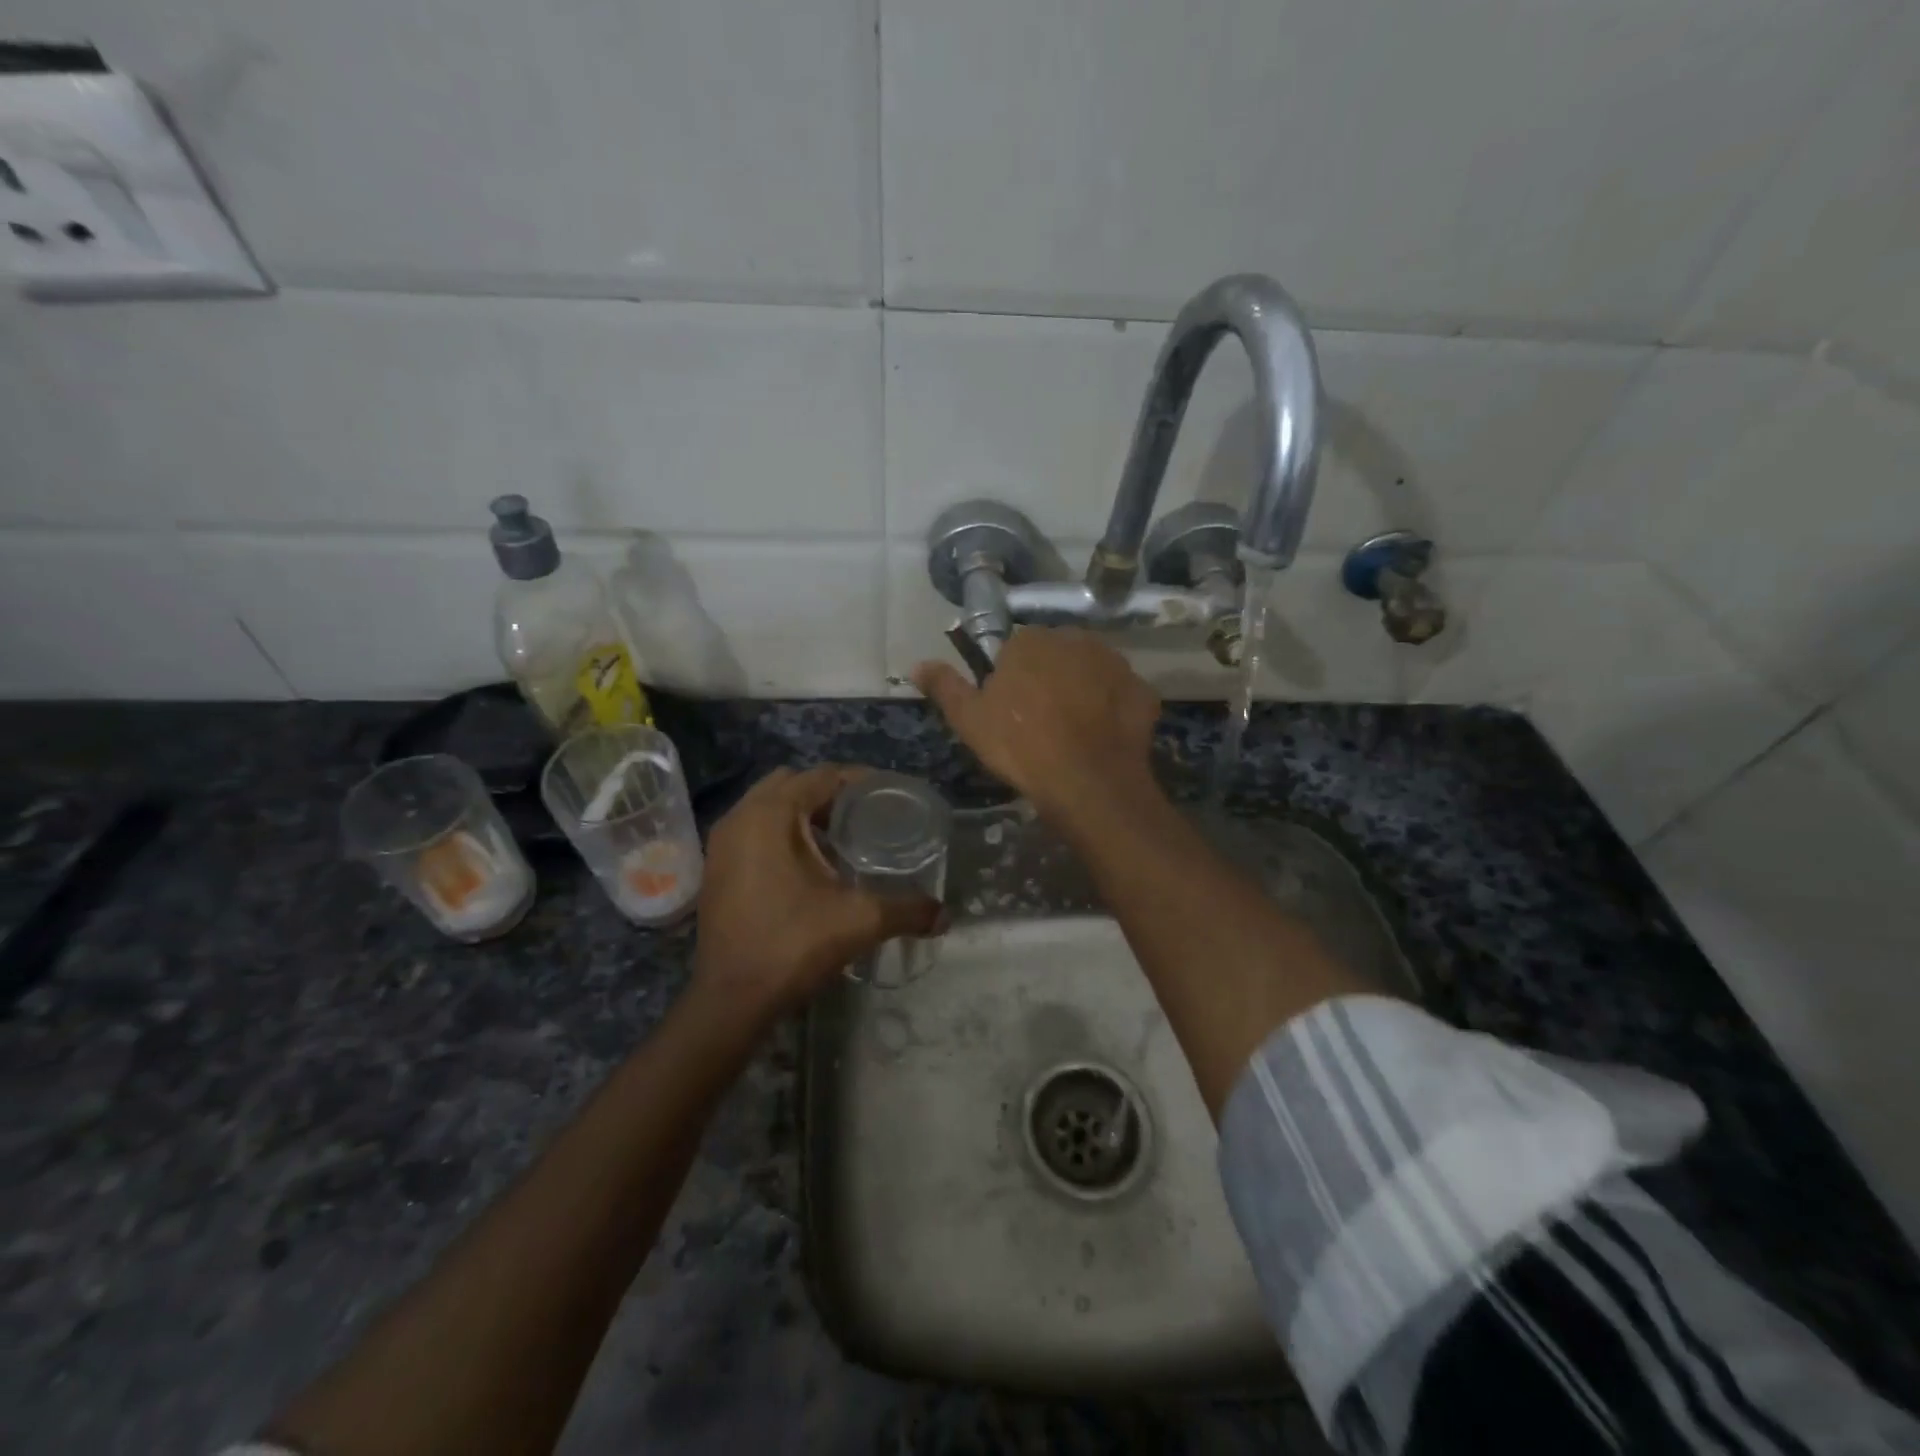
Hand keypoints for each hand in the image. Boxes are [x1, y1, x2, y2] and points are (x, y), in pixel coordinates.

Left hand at [692, 765, 940, 1021]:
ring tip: (842, 837)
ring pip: (770, 806)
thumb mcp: (859, 921)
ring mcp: (722, 842)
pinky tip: (810, 864)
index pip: (823, 776)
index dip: (860, 781)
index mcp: (771, 814)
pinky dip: (782, 832)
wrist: (731, 1000)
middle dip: (830, 793)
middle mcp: (741, 817)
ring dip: (804, 813)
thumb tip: (945, 915)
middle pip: (793, 783)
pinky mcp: (717, 867)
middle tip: (866, 815)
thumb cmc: (792, 945)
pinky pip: (755, 829)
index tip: (890, 796)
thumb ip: (907, 910)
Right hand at [913, 627, 1160, 816]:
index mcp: (1031, 641)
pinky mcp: (1142, 691)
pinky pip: (1121, 694)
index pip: (1015, 648)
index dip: (1011, 679)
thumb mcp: (970, 720)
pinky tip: (1102, 737)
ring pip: (1091, 671)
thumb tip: (917, 664)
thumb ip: (945, 686)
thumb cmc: (1021, 746)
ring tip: (1073, 731)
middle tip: (1040, 721)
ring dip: (1082, 690)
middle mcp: (1076, 640)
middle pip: (1056, 655)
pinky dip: (1113, 709)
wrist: (1087, 782)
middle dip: (1048, 678)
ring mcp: (1115, 663)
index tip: (1010, 710)